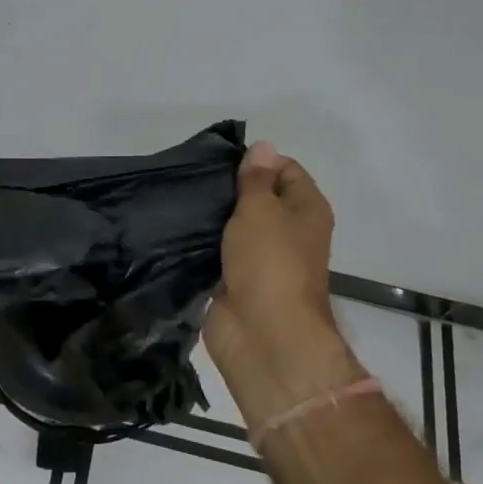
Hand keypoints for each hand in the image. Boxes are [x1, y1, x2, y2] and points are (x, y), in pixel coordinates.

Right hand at [205, 143, 363, 424]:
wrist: (263, 337)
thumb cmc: (270, 263)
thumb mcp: (261, 209)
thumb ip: (256, 178)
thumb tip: (262, 146)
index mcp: (306, 209)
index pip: (285, 169)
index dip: (257, 162)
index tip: (221, 162)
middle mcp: (289, 231)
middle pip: (258, 197)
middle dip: (229, 188)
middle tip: (194, 177)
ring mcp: (262, 259)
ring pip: (235, 226)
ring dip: (212, 217)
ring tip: (180, 199)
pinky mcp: (236, 281)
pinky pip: (218, 252)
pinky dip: (202, 244)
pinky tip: (176, 229)